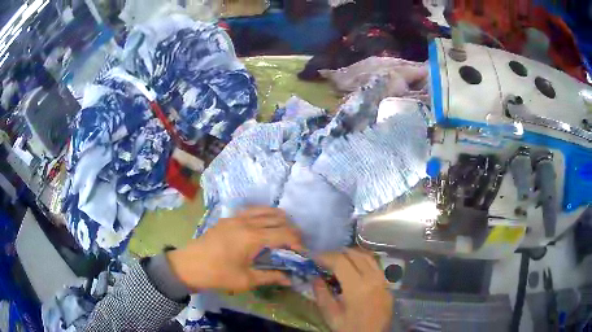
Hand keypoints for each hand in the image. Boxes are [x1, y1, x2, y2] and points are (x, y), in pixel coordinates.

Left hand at [168, 207, 302, 291]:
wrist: (189, 266)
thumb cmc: (218, 275)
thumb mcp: (246, 280)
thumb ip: (271, 276)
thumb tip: (290, 278)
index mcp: (253, 237)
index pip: (284, 234)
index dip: (297, 242)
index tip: (302, 253)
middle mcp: (247, 222)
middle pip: (278, 218)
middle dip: (291, 230)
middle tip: (295, 244)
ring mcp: (236, 217)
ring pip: (265, 210)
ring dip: (279, 219)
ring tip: (283, 233)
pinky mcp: (228, 218)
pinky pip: (252, 211)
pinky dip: (264, 215)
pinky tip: (264, 227)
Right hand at [314, 249, 392, 331]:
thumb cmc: (349, 329)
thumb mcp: (331, 315)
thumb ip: (321, 294)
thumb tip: (315, 277)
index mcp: (358, 287)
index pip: (340, 261)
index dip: (326, 256)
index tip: (314, 257)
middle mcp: (373, 278)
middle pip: (355, 255)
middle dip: (337, 253)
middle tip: (324, 259)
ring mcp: (383, 280)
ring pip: (368, 257)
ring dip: (352, 254)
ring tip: (338, 259)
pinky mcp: (387, 285)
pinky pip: (375, 266)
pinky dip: (363, 261)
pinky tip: (355, 267)